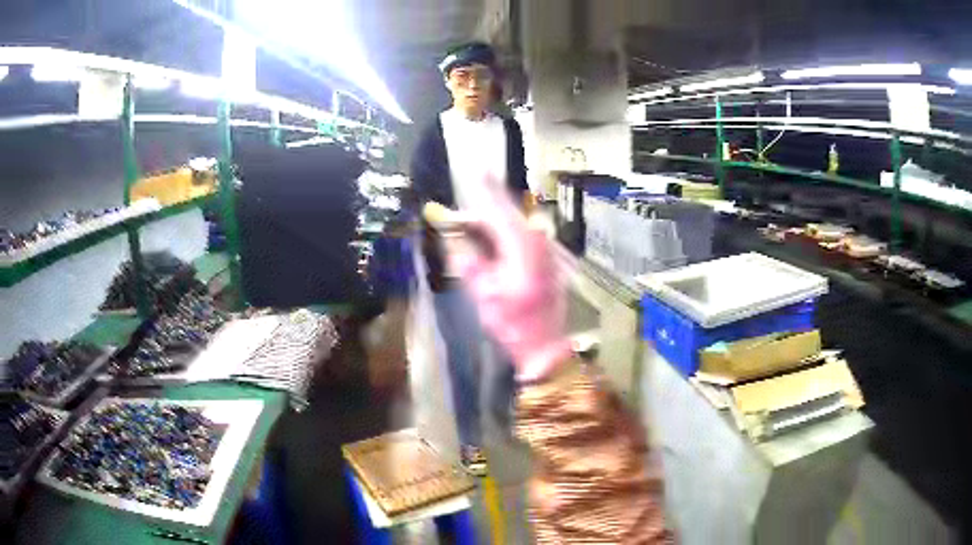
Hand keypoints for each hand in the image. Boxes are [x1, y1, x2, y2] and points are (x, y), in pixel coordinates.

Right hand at [446, 181, 571, 381]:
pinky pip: (524, 234)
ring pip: (516, 223)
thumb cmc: (512, 324)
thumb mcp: (484, 295)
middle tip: (469, 196)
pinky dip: (506, 232)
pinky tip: (493, 236)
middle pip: (508, 213)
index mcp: (522, 248)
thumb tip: (457, 240)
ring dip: (495, 220)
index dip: (485, 190)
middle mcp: (538, 241)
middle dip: (487, 204)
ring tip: (474, 221)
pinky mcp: (549, 257)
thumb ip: (469, 262)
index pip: (498, 210)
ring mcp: (547, 249)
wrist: (545, 344)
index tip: (477, 169)